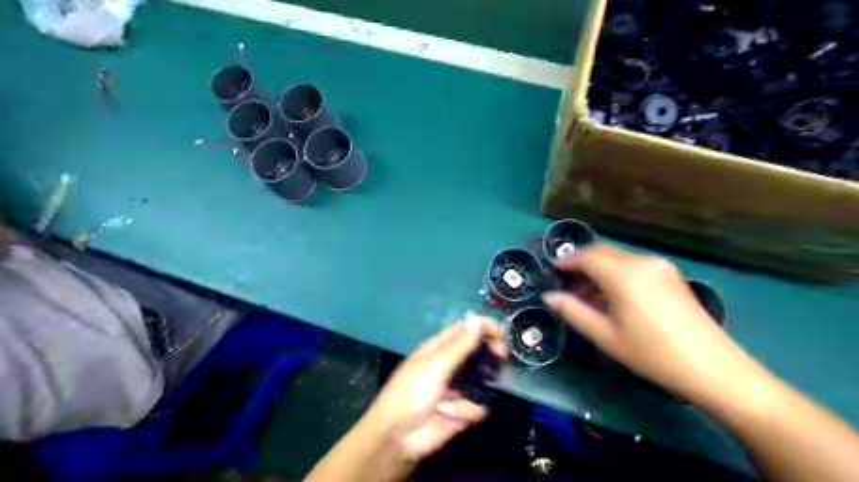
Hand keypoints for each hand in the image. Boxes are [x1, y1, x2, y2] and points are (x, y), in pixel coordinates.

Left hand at [364, 315, 508, 460]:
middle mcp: (451, 364)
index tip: (501, 333)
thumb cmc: (411, 392)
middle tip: (500, 357)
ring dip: (474, 390)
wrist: (398, 436)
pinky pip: (479, 405)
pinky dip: (466, 411)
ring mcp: (459, 387)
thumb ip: (460, 345)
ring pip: (484, 380)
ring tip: (455, 399)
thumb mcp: (435, 365)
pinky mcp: (463, 410)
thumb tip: (477, 317)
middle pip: (480, 353)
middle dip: (490, 356)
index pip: (466, 330)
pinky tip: (449, 415)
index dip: (483, 328)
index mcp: (440, 348)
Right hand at [543, 244, 763, 406]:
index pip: (586, 256)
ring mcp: (659, 266)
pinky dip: (616, 272)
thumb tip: (549, 296)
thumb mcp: (606, 336)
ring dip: (598, 268)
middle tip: (567, 284)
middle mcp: (641, 261)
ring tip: (588, 294)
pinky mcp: (670, 274)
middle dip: (581, 262)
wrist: (714, 369)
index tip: (552, 271)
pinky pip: (633, 264)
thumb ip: (573, 312)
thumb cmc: (652, 354)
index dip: (566, 261)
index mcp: (623, 274)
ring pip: (617, 256)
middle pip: (602, 251)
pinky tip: (613, 295)